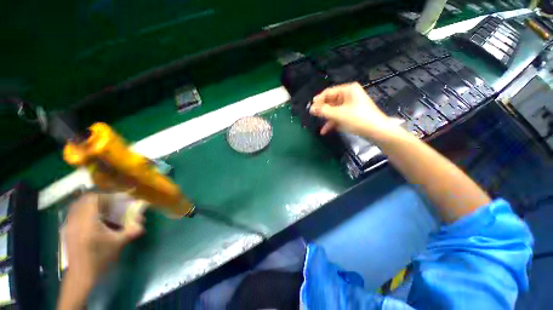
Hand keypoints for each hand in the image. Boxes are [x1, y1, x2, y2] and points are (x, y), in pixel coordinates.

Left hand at [66, 193, 143, 283]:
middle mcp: (75, 220)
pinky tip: (93, 222)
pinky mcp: (67, 231)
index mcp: (88, 222)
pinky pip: (74, 214)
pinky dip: (84, 212)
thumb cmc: (100, 258)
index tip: (115, 201)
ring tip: (102, 212)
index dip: (105, 196)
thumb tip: (143, 223)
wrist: (81, 275)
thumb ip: (131, 230)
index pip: (92, 198)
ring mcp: (69, 225)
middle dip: (98, 200)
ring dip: (90, 205)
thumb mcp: (118, 244)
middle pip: (84, 200)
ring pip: (77, 206)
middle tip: (110, 205)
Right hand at [309, 83, 395, 138]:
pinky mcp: (352, 114)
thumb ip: (323, 111)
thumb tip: (311, 109)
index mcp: (348, 90)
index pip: (328, 92)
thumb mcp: (338, 114)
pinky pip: (339, 116)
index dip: (318, 100)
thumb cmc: (357, 119)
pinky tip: (325, 130)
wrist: (377, 131)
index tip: (311, 109)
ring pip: (334, 110)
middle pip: (331, 101)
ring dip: (326, 118)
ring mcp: (351, 105)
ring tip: (319, 126)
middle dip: (322, 110)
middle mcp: (349, 95)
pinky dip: (332, 122)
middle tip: (313, 116)